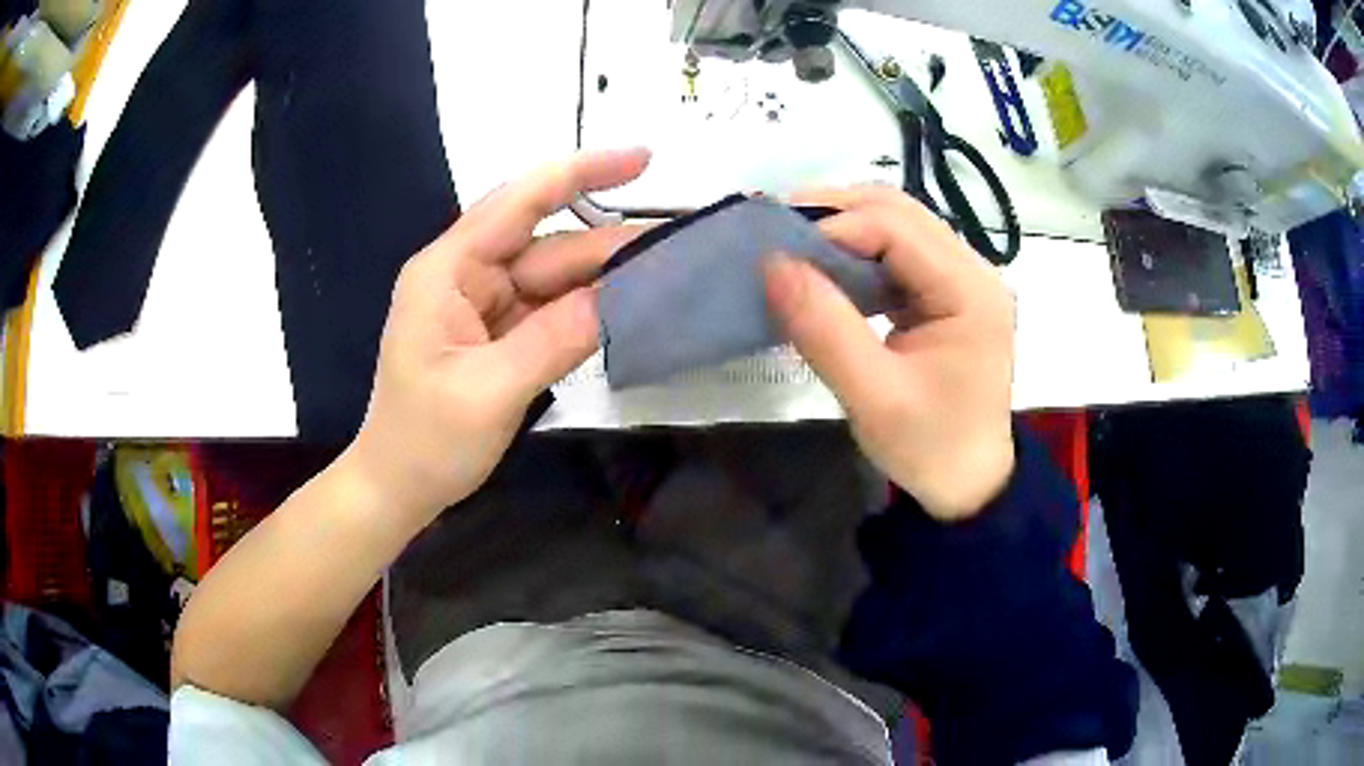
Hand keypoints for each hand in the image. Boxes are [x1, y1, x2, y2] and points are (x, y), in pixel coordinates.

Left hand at [340, 149, 650, 525]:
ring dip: (602, 277)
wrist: (397, 487)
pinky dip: (585, 309)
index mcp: (448, 271)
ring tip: (664, 276)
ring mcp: (481, 304)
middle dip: (607, 241)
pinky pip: (548, 308)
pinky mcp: (496, 333)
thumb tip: (622, 297)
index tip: (643, 159)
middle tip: (677, 242)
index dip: (581, 172)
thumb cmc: (426, 442)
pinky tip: (625, 308)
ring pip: (552, 276)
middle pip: (545, 242)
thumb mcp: (489, 392)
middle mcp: (465, 275)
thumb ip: (555, 339)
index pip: (520, 201)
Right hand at [763, 185, 1015, 520]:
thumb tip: (772, 263)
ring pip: (899, 224)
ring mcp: (964, 279)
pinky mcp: (949, 293)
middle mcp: (974, 270)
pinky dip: (859, 252)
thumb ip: (824, 328)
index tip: (778, 253)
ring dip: (845, 227)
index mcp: (970, 291)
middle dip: (836, 213)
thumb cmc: (929, 448)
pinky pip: (900, 253)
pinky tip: (828, 269)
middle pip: (900, 211)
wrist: (969, 484)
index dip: (833, 229)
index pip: (896, 228)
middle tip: (778, 231)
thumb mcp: (872, 397)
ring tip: (794, 245)